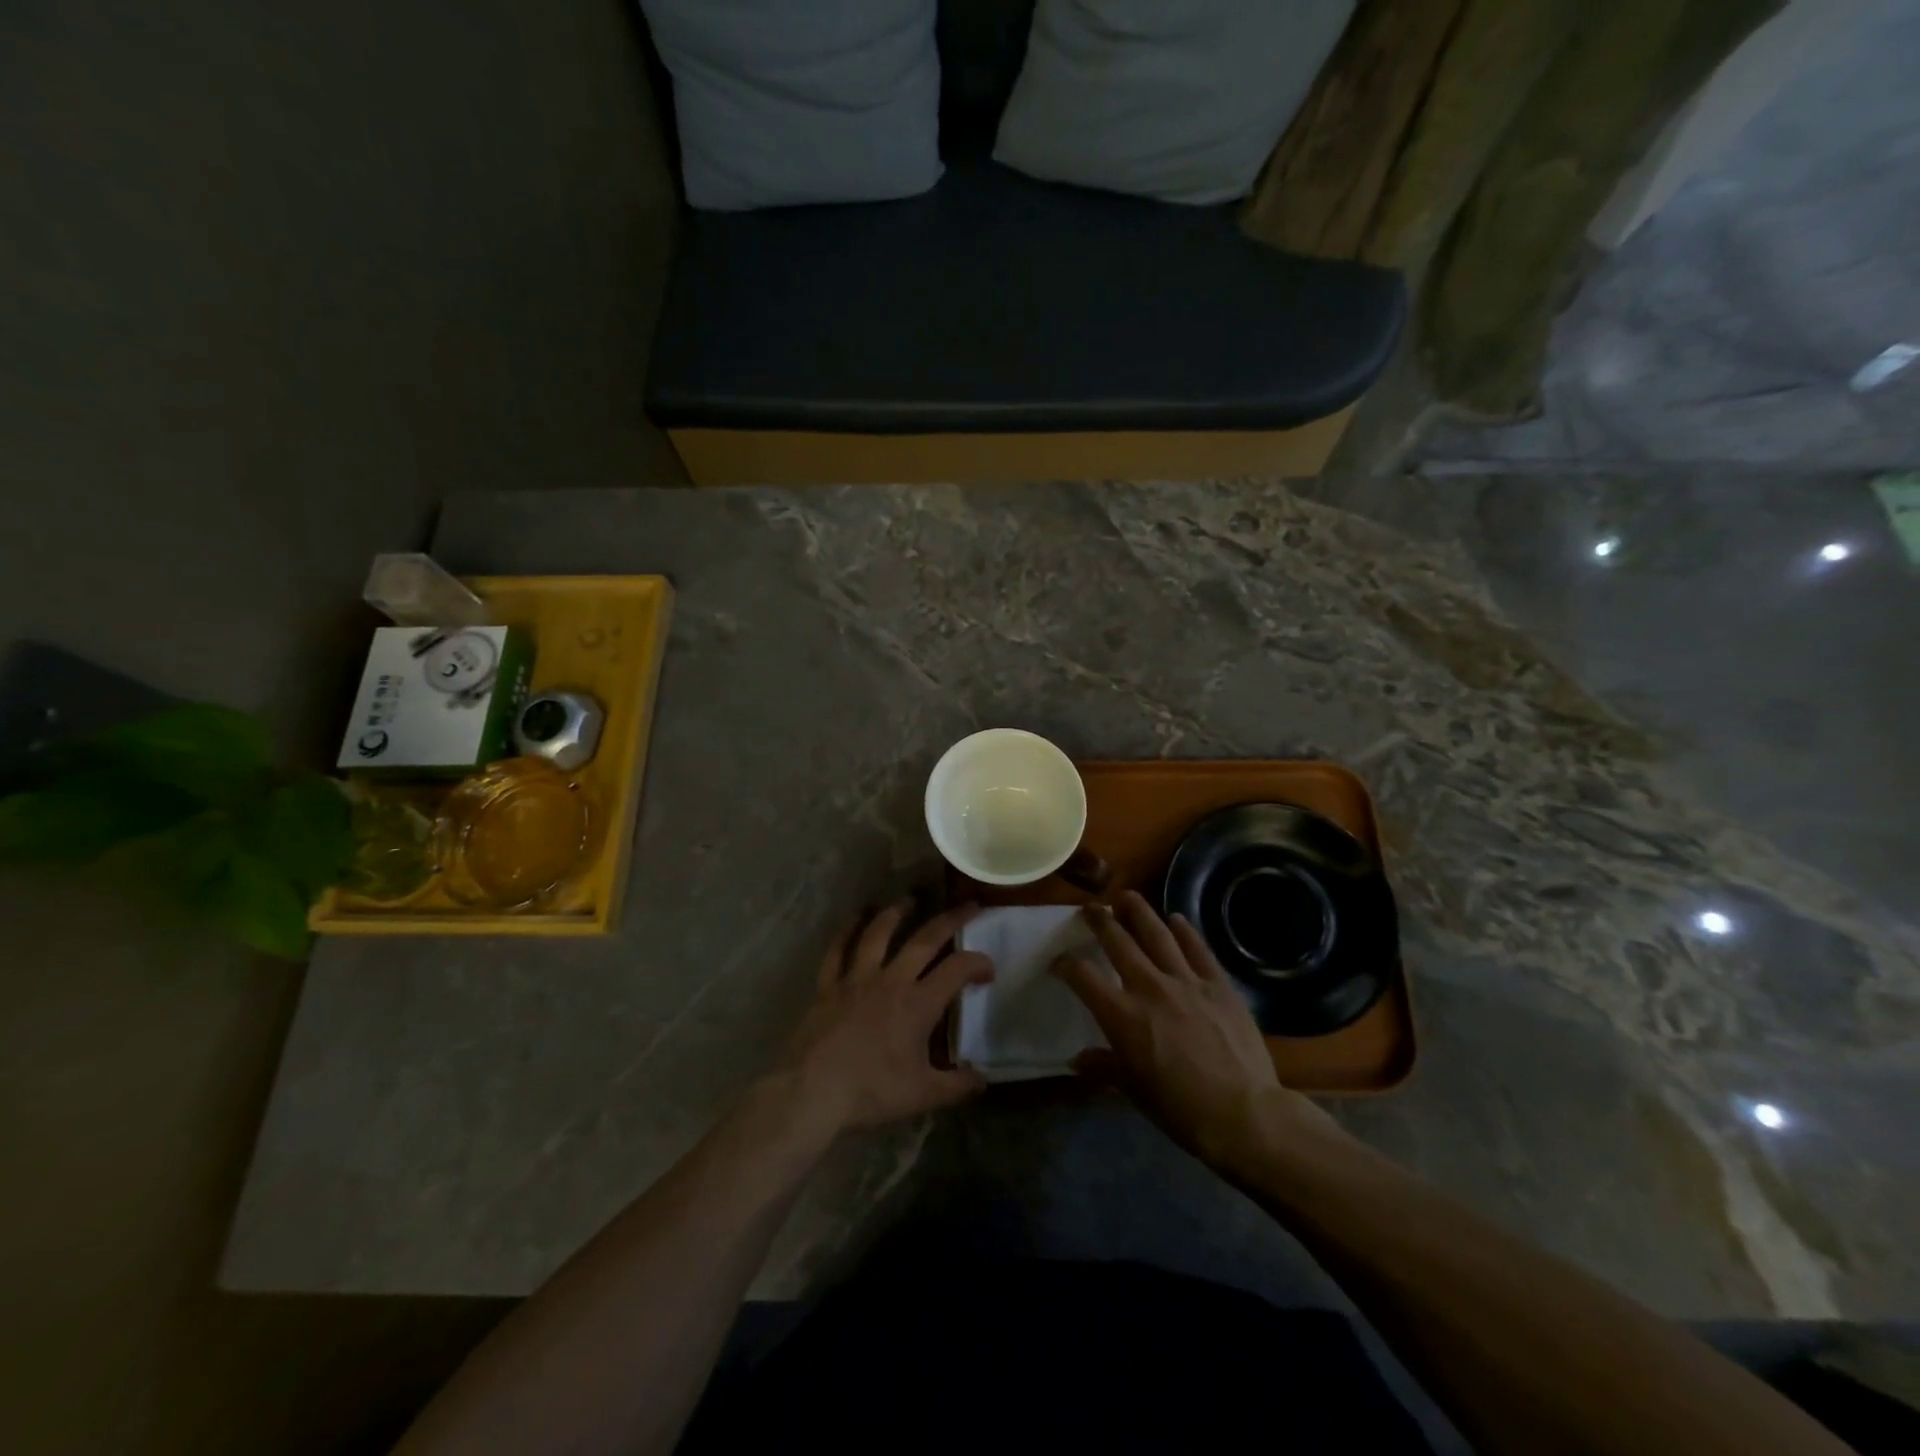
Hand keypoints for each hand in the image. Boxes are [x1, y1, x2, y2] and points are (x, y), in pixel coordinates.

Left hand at [778, 900, 993, 1137]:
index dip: (978, 962)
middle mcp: (891, 980)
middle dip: (950, 919)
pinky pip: (837, 950)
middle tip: (968, 905)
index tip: (988, 970)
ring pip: (879, 934)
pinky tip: (854, 916)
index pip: (957, 969)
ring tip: (909, 899)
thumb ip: (958, 1085)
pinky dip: (846, 930)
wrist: (813, 1091)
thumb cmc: (871, 1091)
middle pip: (925, 939)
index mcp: (918, 1003)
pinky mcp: (829, 985)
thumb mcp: (923, 1094)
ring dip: (896, 913)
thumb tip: (984, 1079)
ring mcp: (857, 978)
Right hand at [1052, 892, 1339, 1171]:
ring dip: (1139, 912)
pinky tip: (1176, 919)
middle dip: (1100, 921)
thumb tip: (1077, 1060)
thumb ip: (1103, 1067)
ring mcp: (1186, 982)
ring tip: (1127, 896)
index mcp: (1122, 1015)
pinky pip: (1198, 950)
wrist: (1244, 1114)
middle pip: (1118, 942)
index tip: (1059, 962)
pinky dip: (1185, 931)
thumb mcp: (1133, 1091)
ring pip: (1157, 935)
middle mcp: (1149, 988)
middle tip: (1090, 908)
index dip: (1066, 965)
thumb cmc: (1180, 1109)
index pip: (1083, 977)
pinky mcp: (1218, 985)